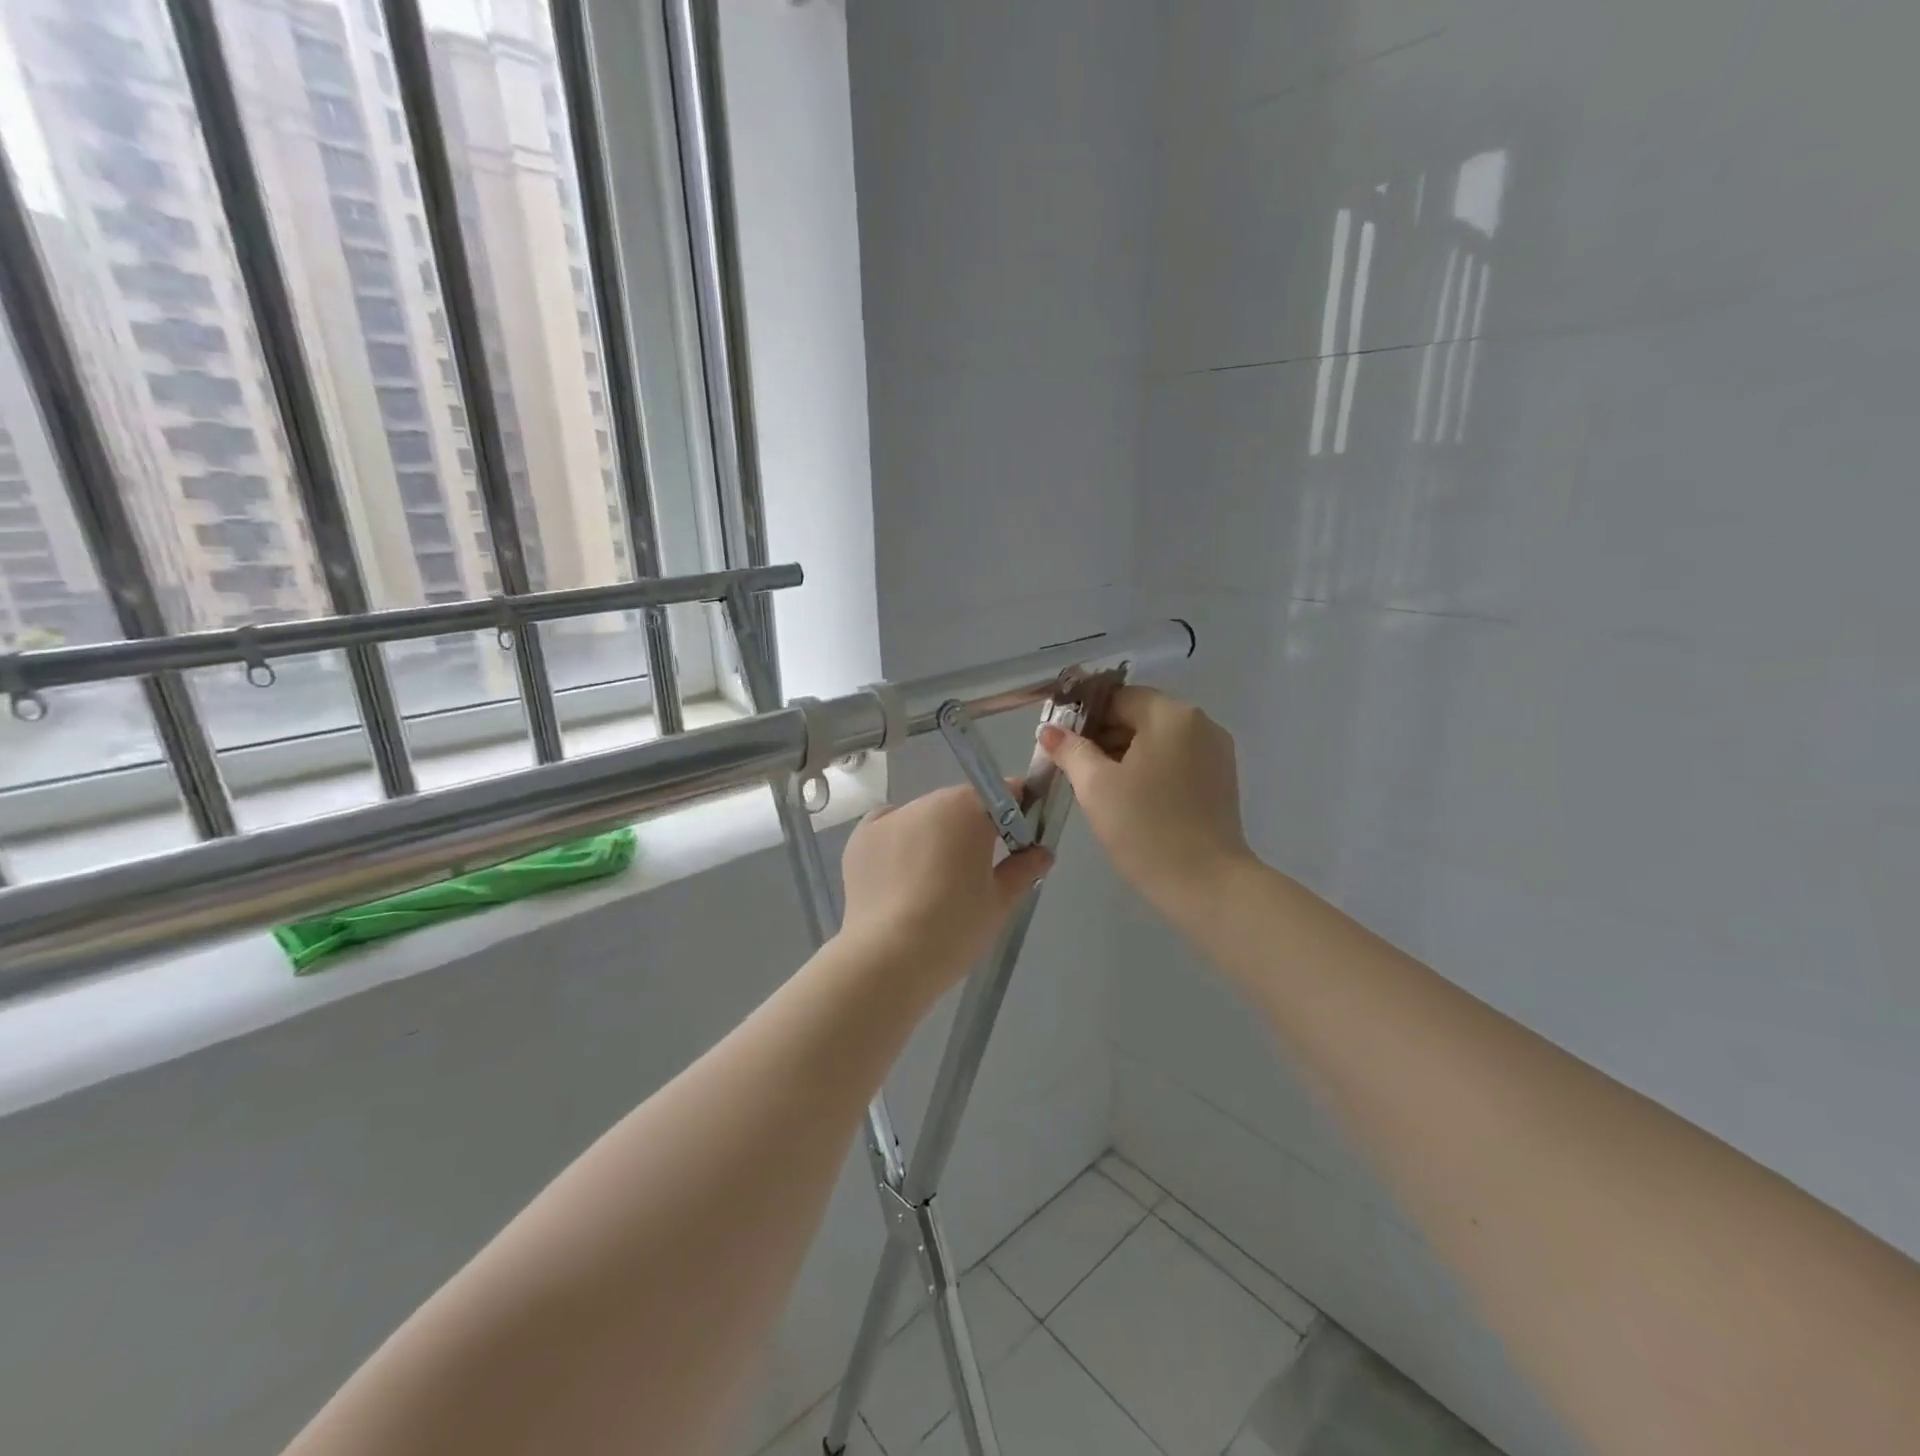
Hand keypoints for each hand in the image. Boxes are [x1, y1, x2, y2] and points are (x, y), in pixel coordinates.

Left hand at [838, 786, 1051, 987]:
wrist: (887, 958)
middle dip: (973, 826)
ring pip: (924, 816)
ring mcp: (890, 817)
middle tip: (976, 868)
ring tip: (933, 879)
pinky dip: (900, 840)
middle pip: (961, 803)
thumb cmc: (955, 928)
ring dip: (935, 833)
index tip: (1018, 838)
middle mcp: (928, 802)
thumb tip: (1042, 852)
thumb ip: (1024, 869)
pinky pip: (890, 827)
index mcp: (968, 809)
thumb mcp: (1000, 901)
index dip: (1016, 810)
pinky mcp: (861, 837)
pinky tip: (903, 873)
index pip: (1002, 792)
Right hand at [1039, 687, 1252, 921]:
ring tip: (1098, 788)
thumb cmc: (1146, 829)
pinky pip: (1176, 761)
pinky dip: (1149, 770)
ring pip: (1158, 740)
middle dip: (1103, 736)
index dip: (1084, 717)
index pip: (1118, 698)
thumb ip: (1070, 750)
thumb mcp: (1096, 786)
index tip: (1060, 744)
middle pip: (1140, 716)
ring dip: (1124, 754)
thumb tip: (1050, 730)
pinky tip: (1130, 799)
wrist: (1206, 885)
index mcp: (1172, 715)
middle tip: (1072, 769)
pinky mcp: (1221, 781)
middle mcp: (1200, 724)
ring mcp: (1216, 753)